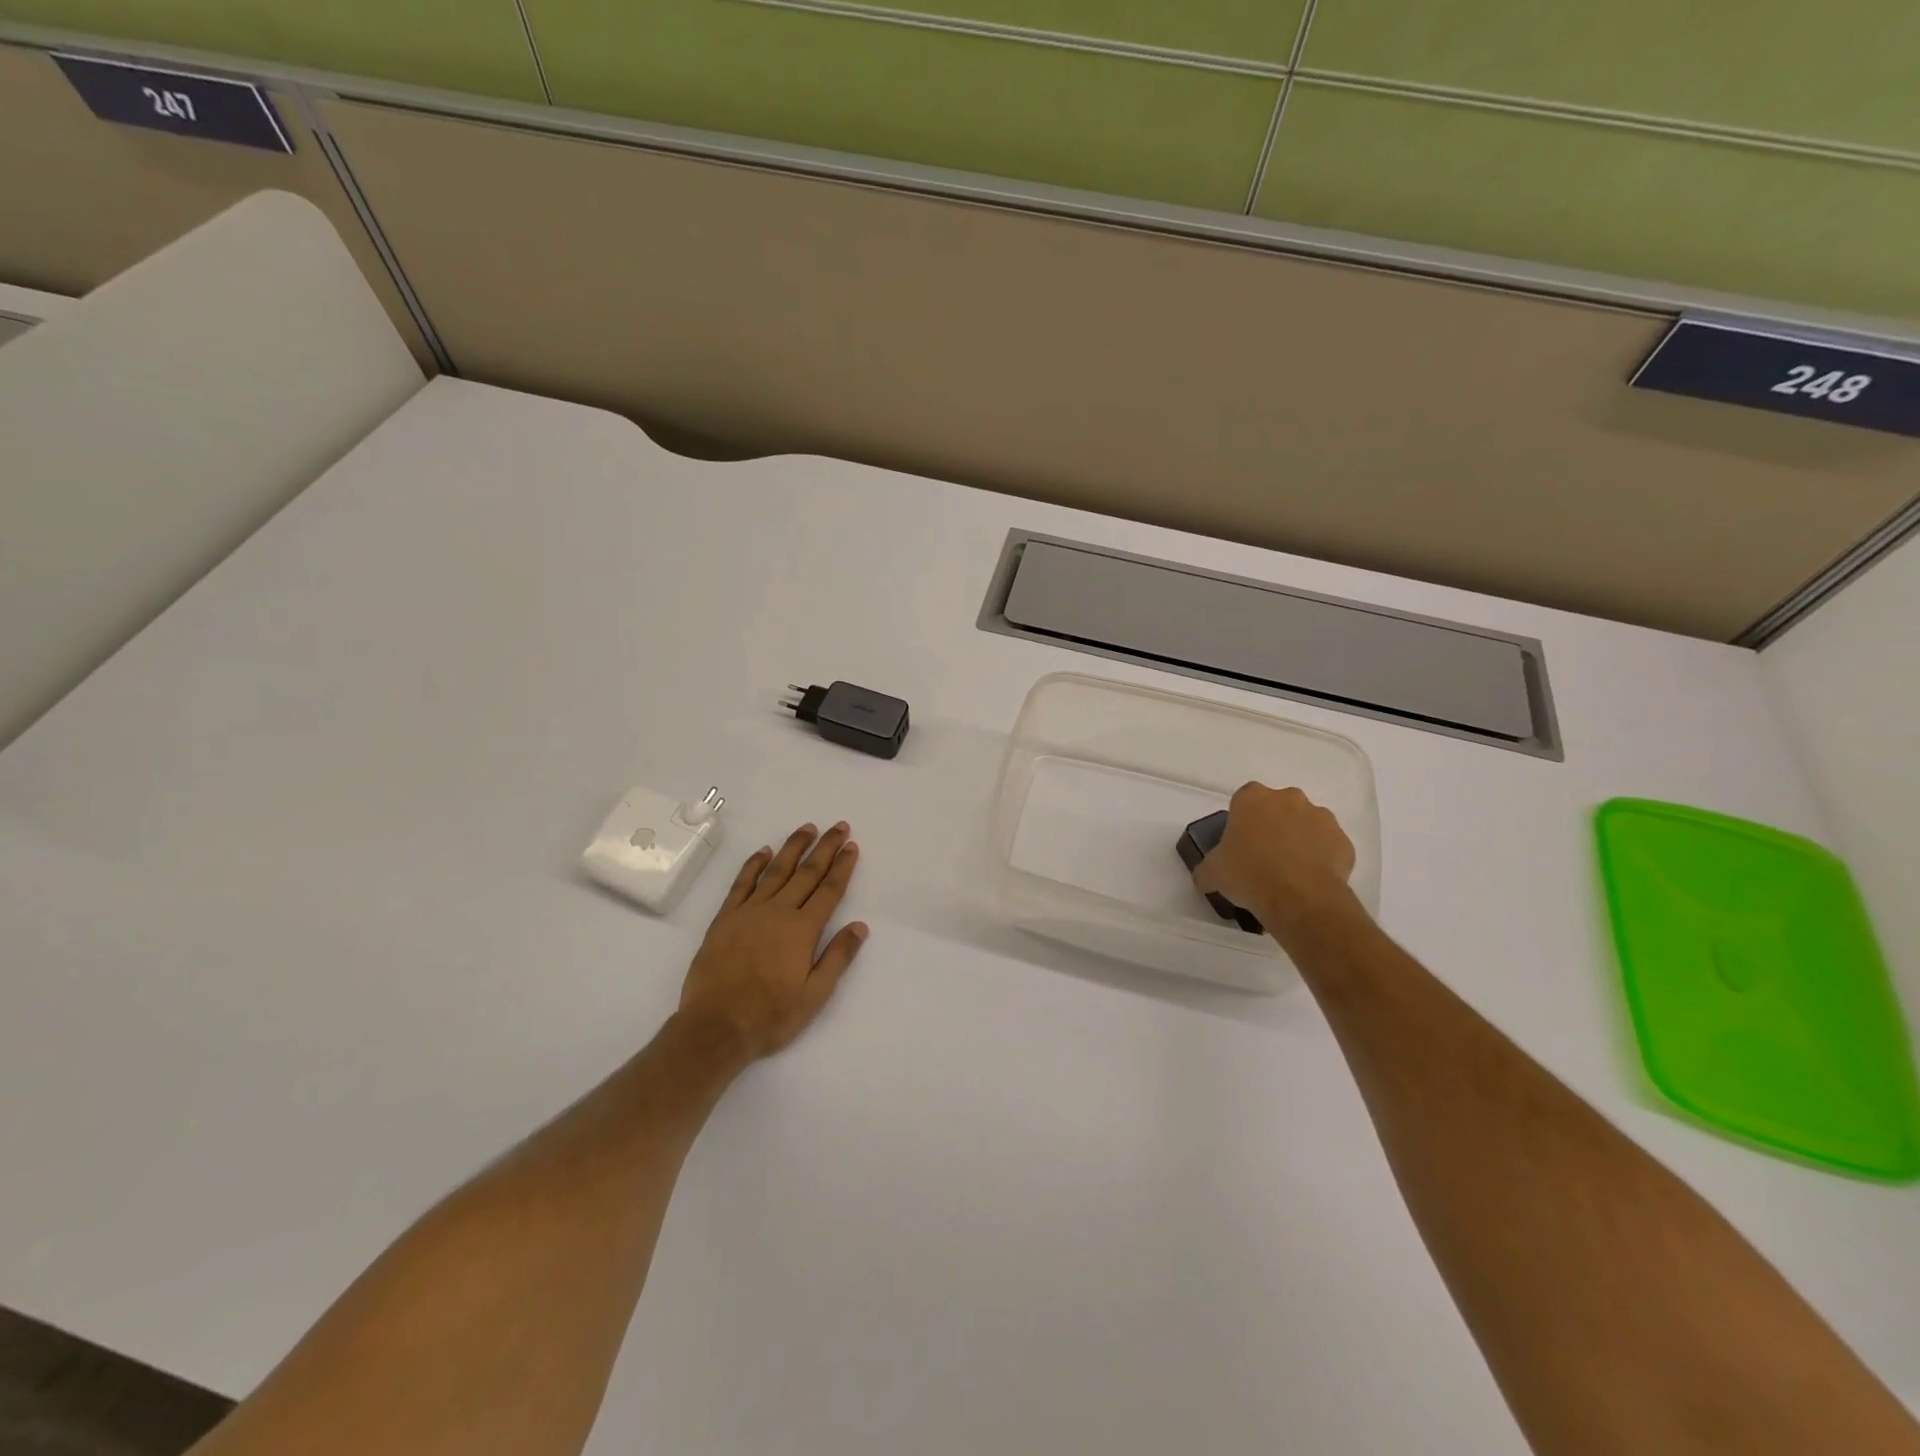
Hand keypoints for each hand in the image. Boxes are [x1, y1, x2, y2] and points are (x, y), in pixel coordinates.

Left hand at [677, 822, 867, 1061]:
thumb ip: (838, 957)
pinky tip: (764, 852)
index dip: (842, 866)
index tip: (851, 846)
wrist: (715, 1026)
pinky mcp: (725, 918)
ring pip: (776, 870)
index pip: (829, 890)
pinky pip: (742, 883)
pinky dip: (754, 864)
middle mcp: (778, 912)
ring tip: (807, 828)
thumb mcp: (814, 995)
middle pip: (807, 872)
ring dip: (793, 847)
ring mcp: (749, 912)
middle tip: (839, 826)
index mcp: (803, 930)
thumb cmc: (771, 1015)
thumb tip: (860, 926)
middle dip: (825, 848)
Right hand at [1192, 783, 1357, 934]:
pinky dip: (1320, 858)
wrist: (1300, 899)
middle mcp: (1289, 798)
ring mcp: (1321, 817)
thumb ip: (1207, 868)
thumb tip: (1206, 875)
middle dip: (1272, 826)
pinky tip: (1308, 880)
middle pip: (1278, 807)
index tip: (1239, 843)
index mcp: (1253, 798)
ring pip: (1306, 824)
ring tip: (1289, 872)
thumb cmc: (1249, 875)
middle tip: (1262, 857)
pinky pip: (1327, 846)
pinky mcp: (1343, 841)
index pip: (1243, 799)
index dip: (1241, 821)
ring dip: (1298, 839)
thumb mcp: (1212, 873)